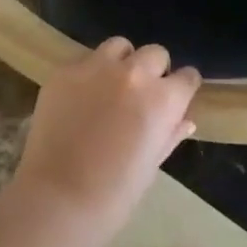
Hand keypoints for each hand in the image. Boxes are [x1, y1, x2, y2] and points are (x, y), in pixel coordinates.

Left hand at [10, 38, 201, 238]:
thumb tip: (185, 120)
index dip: (183, 87)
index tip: (176, 98)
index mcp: (163, 99)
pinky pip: (85, 60)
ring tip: (110, 86)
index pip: (188, 76)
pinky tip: (79, 98)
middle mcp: (135, 73)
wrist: (58, 199)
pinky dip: (88, 73)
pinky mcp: (65, 71)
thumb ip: (169, 134)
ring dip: (121, 62)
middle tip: (140, 95)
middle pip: (155, 53)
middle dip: (154, 70)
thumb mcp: (151, 165)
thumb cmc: (114, 194)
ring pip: (119, 46)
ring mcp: (97, 67)